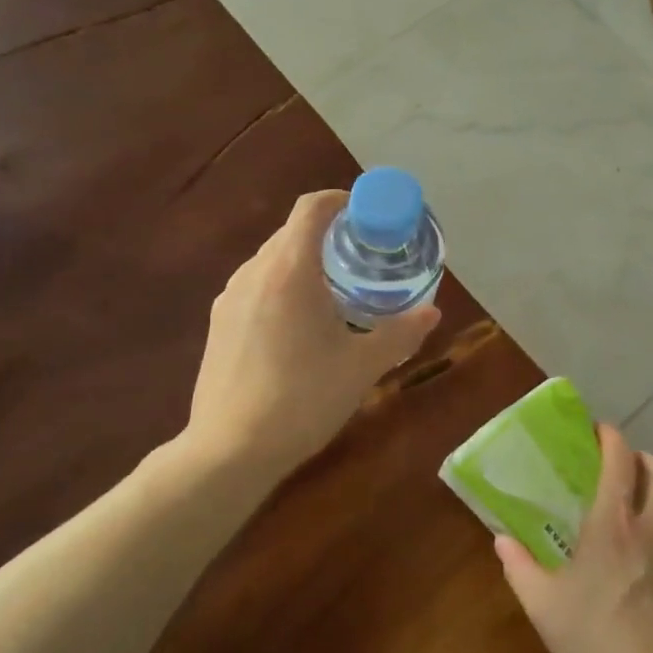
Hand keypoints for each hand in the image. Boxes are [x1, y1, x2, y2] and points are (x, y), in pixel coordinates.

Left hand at [186, 190, 440, 482]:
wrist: (231, 451)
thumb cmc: (303, 399)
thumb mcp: (362, 367)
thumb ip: (400, 333)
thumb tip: (432, 312)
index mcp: (289, 270)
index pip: (312, 208)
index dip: (343, 201)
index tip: (370, 217)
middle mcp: (253, 273)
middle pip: (292, 233)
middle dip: (330, 236)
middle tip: (364, 260)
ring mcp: (229, 299)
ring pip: (272, 262)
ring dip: (305, 264)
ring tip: (336, 294)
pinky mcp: (219, 324)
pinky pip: (256, 288)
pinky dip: (283, 289)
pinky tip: (300, 328)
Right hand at [494, 427, 652, 652]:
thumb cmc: (594, 646)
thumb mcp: (543, 606)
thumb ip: (517, 565)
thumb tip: (500, 538)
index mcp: (612, 523)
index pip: (618, 458)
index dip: (609, 436)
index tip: (598, 432)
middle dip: (637, 458)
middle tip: (620, 470)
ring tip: (652, 493)